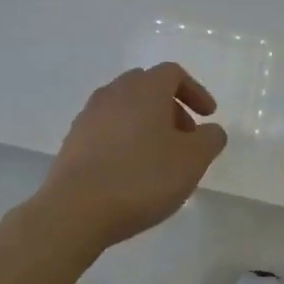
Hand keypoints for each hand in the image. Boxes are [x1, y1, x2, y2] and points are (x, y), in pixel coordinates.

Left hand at [39, 63, 228, 247]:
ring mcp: (89, 116)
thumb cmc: (142, 177)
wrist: (75, 210)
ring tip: (160, 158)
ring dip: (147, 125)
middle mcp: (114, 93)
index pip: (173, 73)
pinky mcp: (73, 142)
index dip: (195, 91)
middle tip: (185, 137)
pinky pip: (107, 130)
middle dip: (171, 108)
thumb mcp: (192, 160)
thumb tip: (211, 130)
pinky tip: (131, 171)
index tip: (208, 116)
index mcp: (144, 89)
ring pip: (125, 109)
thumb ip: (210, 139)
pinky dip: (125, 140)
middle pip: (147, 87)